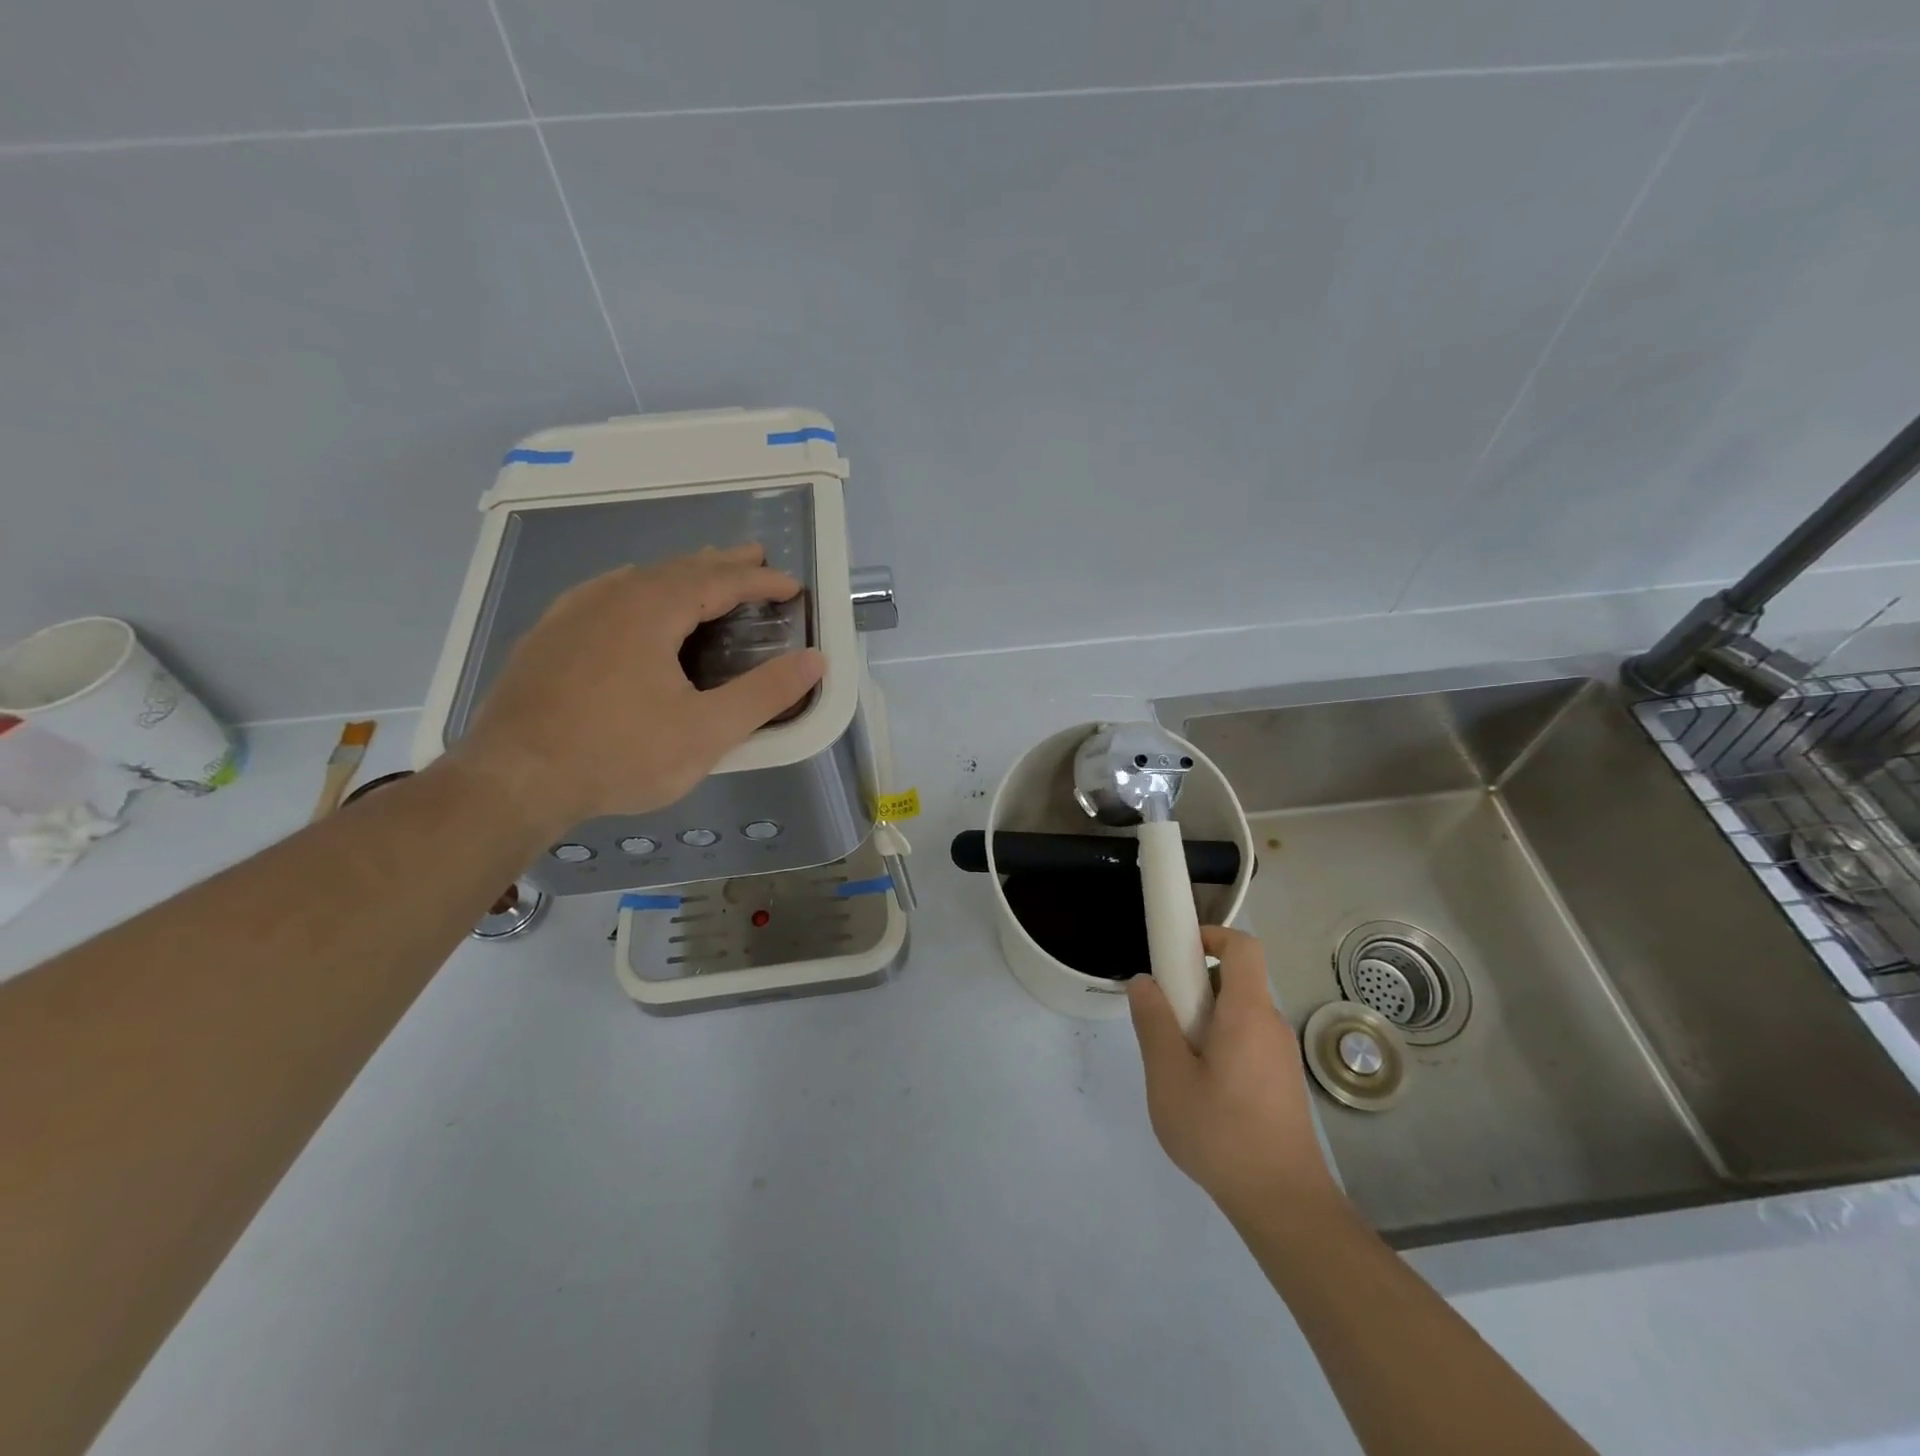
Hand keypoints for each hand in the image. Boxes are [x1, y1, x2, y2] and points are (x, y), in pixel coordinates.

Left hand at [450, 545, 824, 833]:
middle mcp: (611, 596)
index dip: (760, 581)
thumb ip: (765, 694)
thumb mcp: (707, 731)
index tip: (792, 586)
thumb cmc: (619, 754)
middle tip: (755, 557)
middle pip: (678, 568)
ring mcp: (572, 613)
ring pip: (638, 578)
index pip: (719, 581)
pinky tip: (632, 602)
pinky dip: (638, 589)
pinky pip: (605, 594)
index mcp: (651, 609)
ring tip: (703, 574)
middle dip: (722, 563)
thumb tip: (815, 660)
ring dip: (680, 573)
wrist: (513, 779)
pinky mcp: (547, 637)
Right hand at [1127, 926, 1342, 1225]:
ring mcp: (1281, 1055)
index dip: (1210, 935)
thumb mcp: (1169, 1078)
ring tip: (1176, 1063)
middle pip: (1235, 980)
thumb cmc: (1222, 1134)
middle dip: (1194, 986)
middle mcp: (1271, 1024)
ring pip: (1238, 1014)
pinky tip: (1201, 1090)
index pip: (1242, 946)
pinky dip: (1220, 1045)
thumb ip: (1153, 1023)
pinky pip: (1247, 1041)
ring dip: (1204, 1020)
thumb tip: (1143, 982)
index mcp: (1247, 1012)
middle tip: (1163, 1019)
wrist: (1285, 1204)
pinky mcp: (1282, 1082)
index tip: (1176, 953)